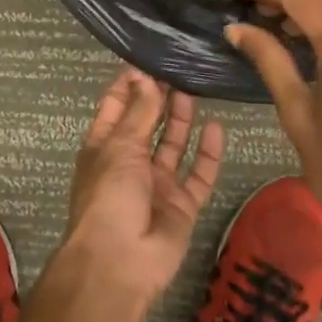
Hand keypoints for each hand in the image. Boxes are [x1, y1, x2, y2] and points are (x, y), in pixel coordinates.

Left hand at [60, 67, 224, 307]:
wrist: (121, 263)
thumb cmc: (109, 196)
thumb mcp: (120, 146)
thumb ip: (138, 112)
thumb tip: (143, 76)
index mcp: (104, 148)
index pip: (115, 108)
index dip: (128, 85)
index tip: (146, 59)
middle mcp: (130, 163)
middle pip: (147, 124)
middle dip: (159, 98)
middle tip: (178, 70)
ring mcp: (157, 185)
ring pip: (173, 146)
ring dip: (181, 120)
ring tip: (194, 89)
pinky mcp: (182, 205)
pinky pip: (198, 175)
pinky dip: (207, 154)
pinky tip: (217, 128)